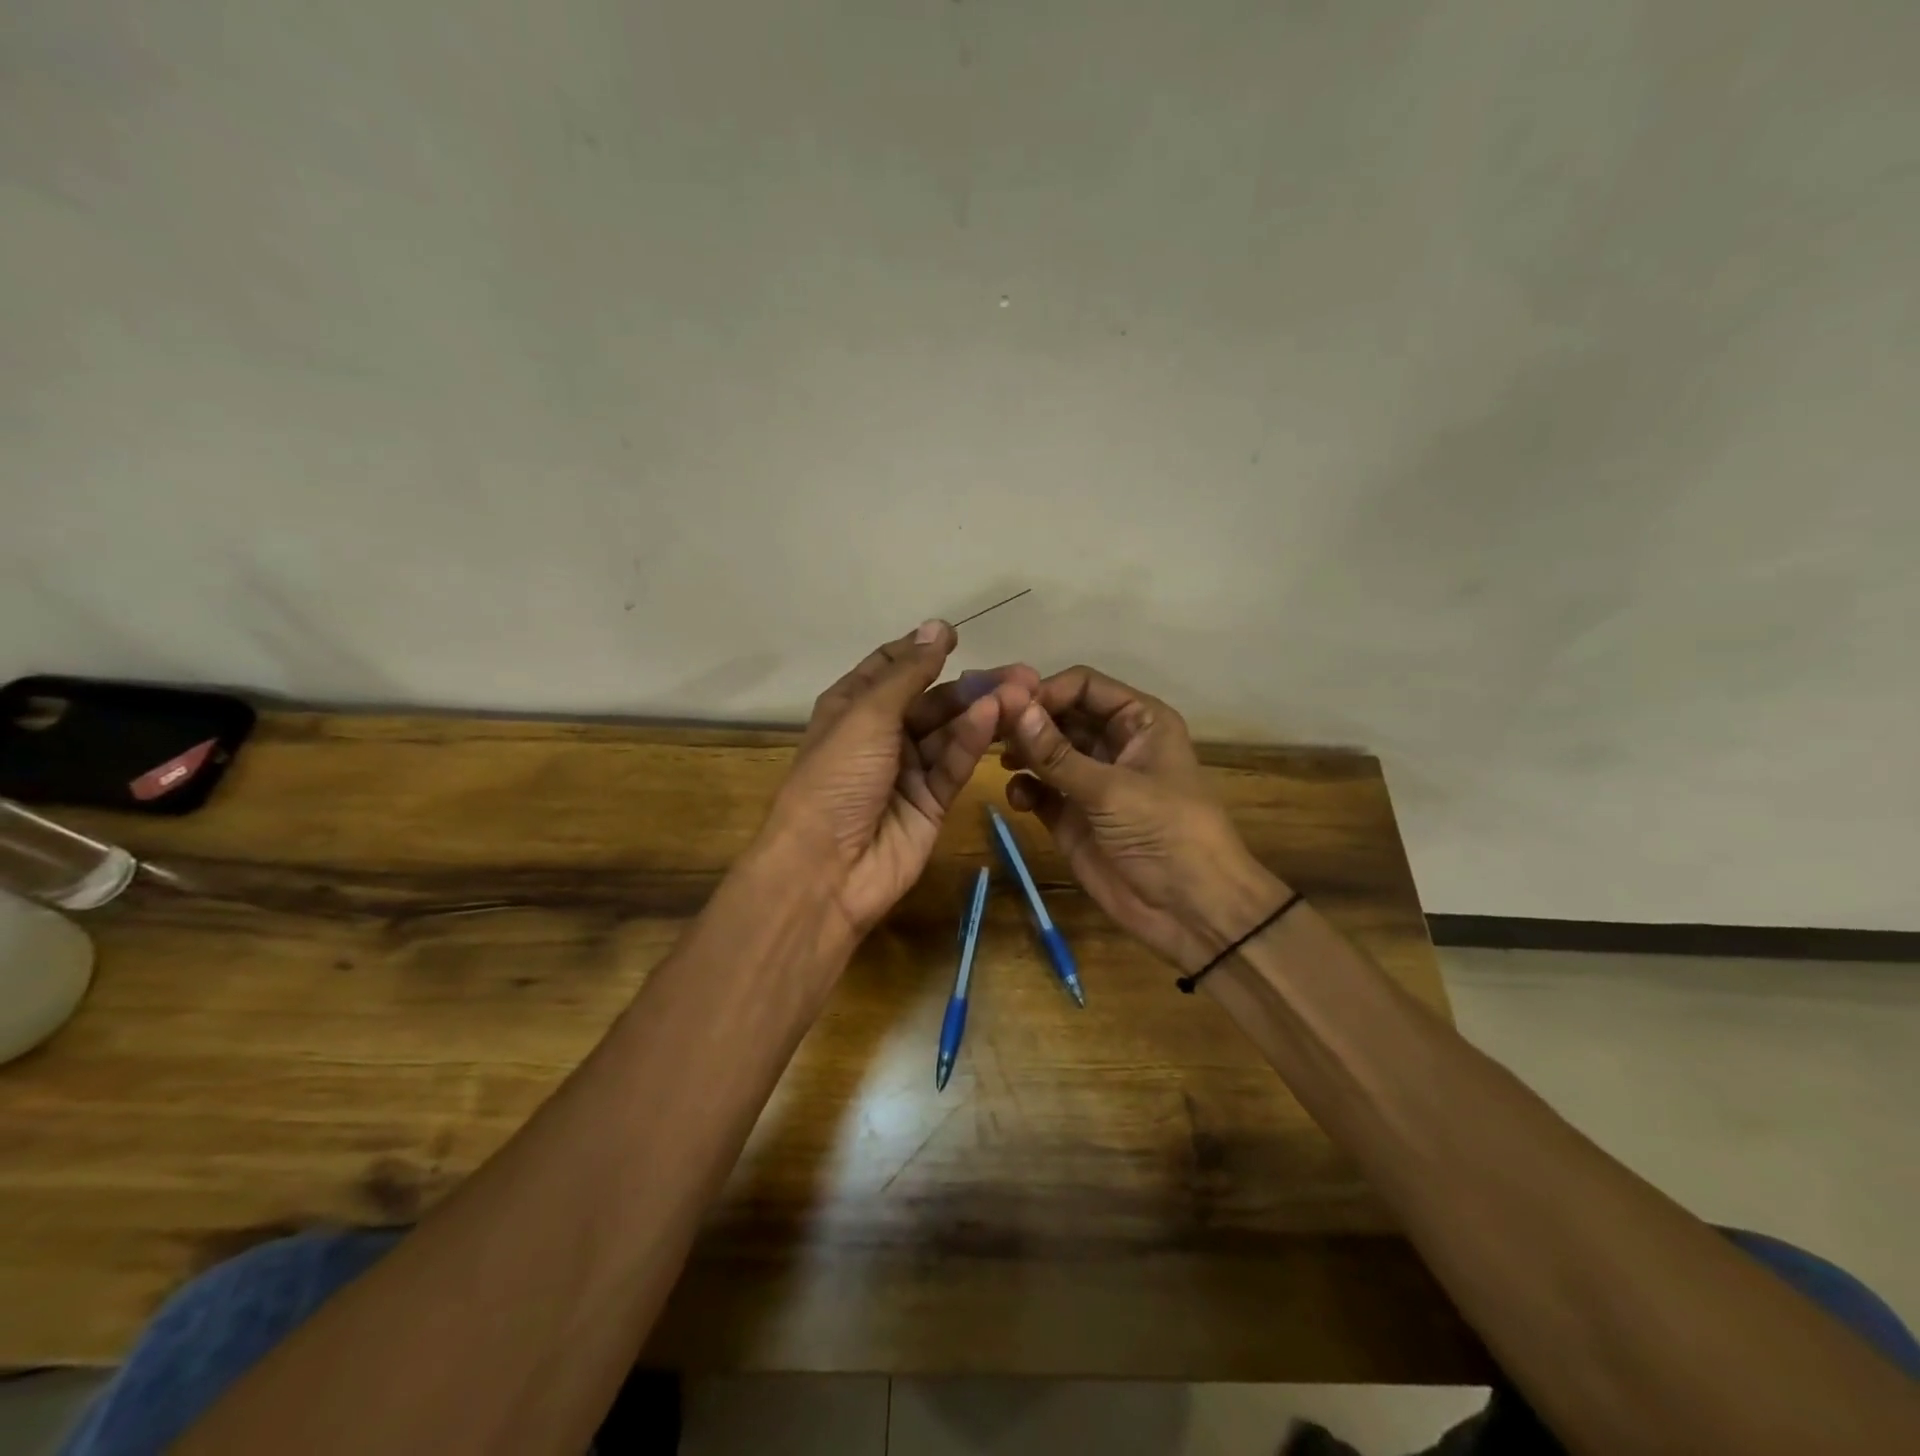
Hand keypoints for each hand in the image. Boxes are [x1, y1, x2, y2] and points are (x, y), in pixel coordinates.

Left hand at [766, 620, 1037, 939]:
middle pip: (932, 700)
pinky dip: (974, 741)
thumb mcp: (866, 715)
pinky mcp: (932, 801)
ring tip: (1023, 692)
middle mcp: (881, 734)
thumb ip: (907, 674)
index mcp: (852, 707)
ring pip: (951, 731)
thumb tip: (936, 626)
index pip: (890, 668)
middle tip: (1021, 673)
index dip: (921, 650)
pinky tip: (996, 718)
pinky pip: (955, 763)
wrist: (827, 869)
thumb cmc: (836, 779)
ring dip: (983, 710)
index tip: (956, 634)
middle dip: (971, 684)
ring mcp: (909, 770)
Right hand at [1002, 665, 1284, 970]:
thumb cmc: (1166, 833)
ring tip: (999, 760)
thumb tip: (1012, 708)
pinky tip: (1019, 798)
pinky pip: (1040, 791)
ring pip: (1046, 752)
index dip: (1047, 691)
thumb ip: (1057, 753)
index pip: (1084, 686)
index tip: (1007, 705)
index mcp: (1138, 721)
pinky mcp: (1071, 817)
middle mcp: (1113, 743)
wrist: (1190, 911)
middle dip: (1027, 721)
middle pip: (1060, 716)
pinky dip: (1025, 790)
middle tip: (986, 729)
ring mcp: (1090, 781)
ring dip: (1022, 752)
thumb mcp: (1112, 790)